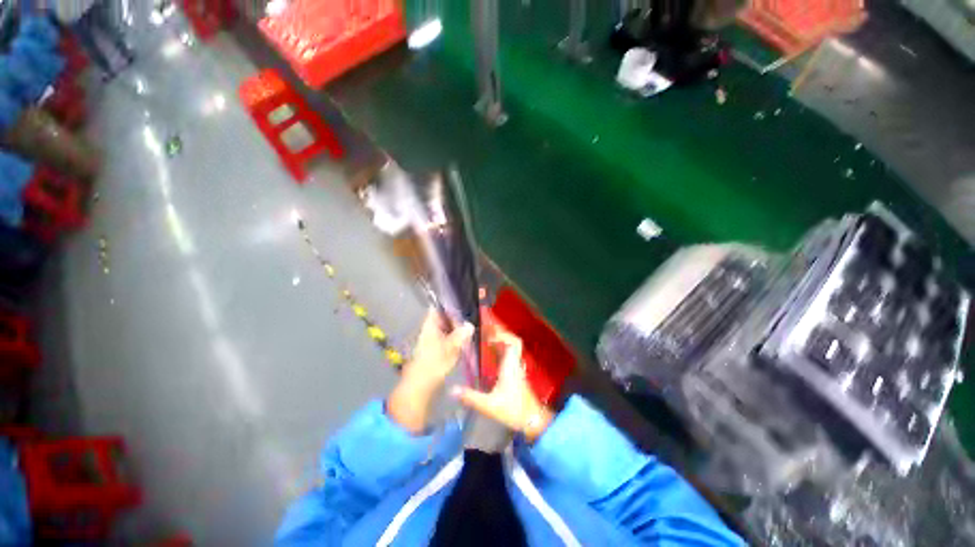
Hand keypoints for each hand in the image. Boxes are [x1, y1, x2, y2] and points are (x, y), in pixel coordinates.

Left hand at [388, 310, 472, 433]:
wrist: (420, 386)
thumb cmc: (433, 364)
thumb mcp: (449, 349)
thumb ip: (460, 335)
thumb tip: (470, 325)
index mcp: (431, 324)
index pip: (439, 306)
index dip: (450, 300)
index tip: (465, 297)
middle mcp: (431, 328)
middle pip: (445, 315)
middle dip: (458, 313)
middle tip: (475, 310)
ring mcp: (434, 337)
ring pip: (448, 325)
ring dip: (459, 324)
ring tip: (475, 321)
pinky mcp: (438, 347)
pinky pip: (450, 335)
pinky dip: (458, 334)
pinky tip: (468, 336)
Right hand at [452, 322, 553, 442]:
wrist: (532, 421)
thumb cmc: (513, 410)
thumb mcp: (489, 405)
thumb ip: (471, 397)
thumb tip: (452, 389)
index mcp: (510, 366)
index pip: (512, 342)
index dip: (502, 335)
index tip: (488, 337)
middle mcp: (515, 364)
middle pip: (513, 342)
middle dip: (501, 336)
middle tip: (485, 335)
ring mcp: (517, 369)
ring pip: (511, 349)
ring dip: (501, 343)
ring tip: (486, 341)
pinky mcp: (516, 375)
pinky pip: (510, 357)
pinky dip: (501, 352)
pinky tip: (491, 355)